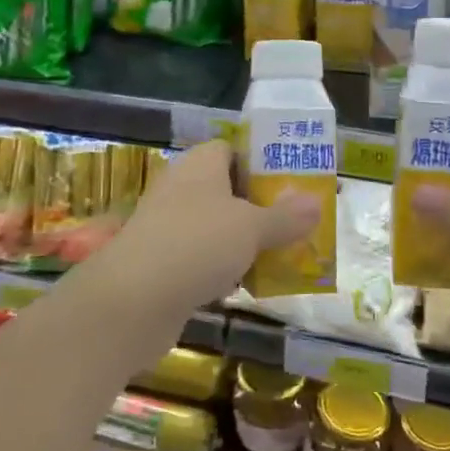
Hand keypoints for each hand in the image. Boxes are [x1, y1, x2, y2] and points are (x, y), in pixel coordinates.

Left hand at [101, 140, 319, 326]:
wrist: (132, 301)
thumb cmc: (197, 245)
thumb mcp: (252, 228)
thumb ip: (286, 217)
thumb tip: (317, 202)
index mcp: (200, 165)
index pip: (233, 149)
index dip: (262, 162)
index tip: (293, 182)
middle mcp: (181, 189)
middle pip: (228, 189)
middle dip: (260, 207)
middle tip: (296, 222)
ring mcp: (169, 227)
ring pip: (216, 227)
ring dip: (244, 241)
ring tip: (282, 255)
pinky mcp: (162, 263)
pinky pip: (202, 258)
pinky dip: (223, 269)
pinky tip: (246, 286)